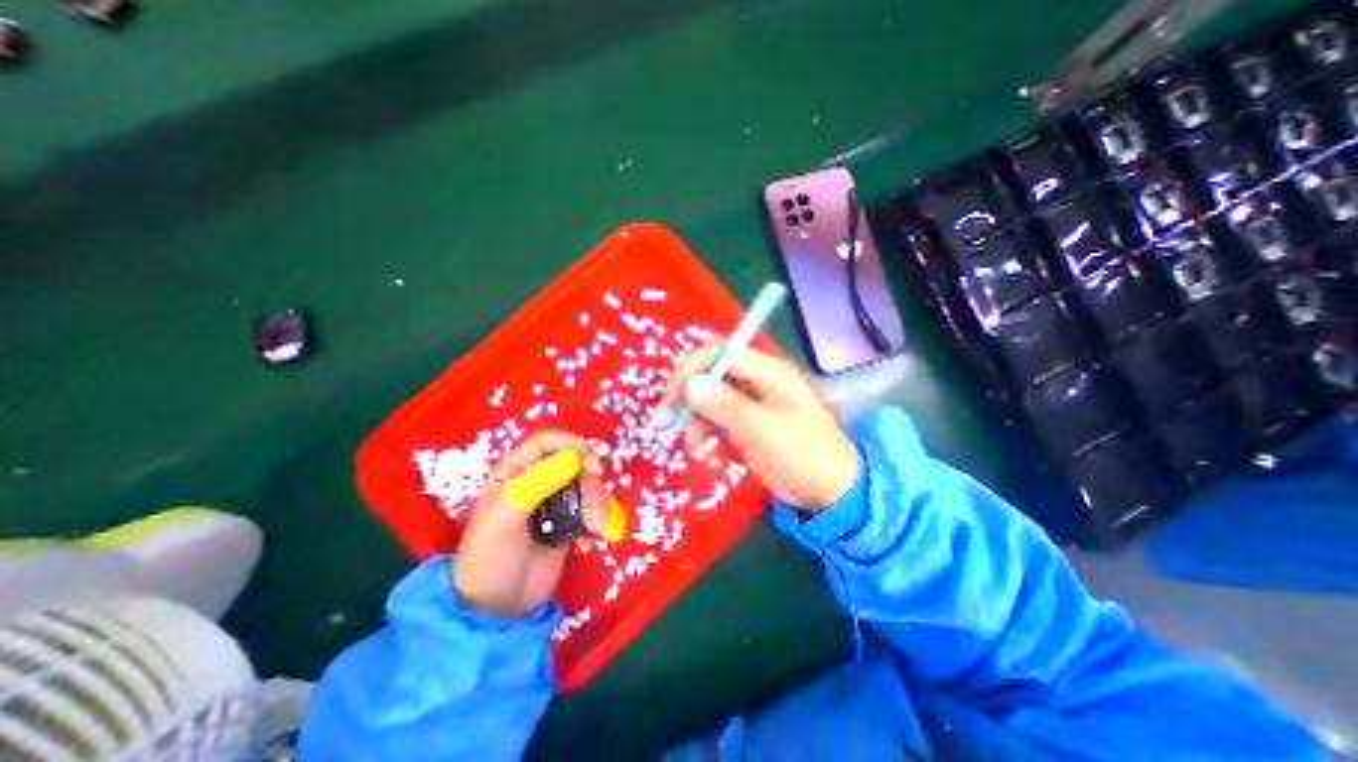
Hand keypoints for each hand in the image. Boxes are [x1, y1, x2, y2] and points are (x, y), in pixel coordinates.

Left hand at [453, 427, 606, 619]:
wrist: (497, 611)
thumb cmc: (490, 560)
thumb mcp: (505, 519)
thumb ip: (536, 483)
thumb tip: (573, 458)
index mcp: (514, 474)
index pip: (544, 443)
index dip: (569, 443)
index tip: (590, 456)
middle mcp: (537, 482)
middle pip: (574, 463)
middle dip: (589, 483)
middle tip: (594, 510)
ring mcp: (555, 503)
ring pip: (587, 486)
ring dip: (597, 505)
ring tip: (595, 532)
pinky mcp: (569, 522)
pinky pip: (593, 509)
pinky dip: (598, 521)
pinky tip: (591, 542)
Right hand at [666, 342, 863, 511]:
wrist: (830, 493)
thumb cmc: (804, 455)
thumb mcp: (763, 430)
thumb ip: (726, 406)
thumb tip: (690, 383)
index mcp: (769, 371)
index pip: (721, 353)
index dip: (693, 368)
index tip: (672, 397)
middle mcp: (757, 381)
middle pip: (712, 373)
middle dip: (690, 395)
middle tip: (672, 421)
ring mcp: (751, 402)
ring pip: (710, 397)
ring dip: (696, 419)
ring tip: (695, 447)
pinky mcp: (746, 423)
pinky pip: (716, 418)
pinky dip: (705, 431)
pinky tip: (704, 450)